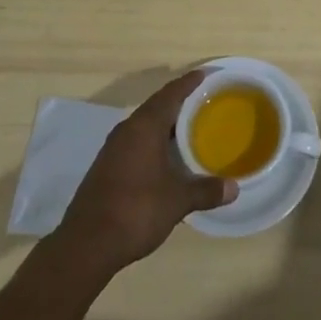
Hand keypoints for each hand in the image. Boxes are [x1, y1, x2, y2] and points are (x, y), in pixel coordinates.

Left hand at [55, 70, 236, 278]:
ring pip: (144, 125)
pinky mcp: (105, 167)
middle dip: (179, 102)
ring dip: (165, 124)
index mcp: (145, 127)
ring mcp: (113, 148)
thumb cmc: (136, 211)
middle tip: (203, 101)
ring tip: (189, 128)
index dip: (188, 83)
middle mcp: (127, 130)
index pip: (170, 94)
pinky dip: (153, 141)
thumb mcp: (177, 201)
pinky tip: (165, 157)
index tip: (205, 74)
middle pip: (156, 106)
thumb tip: (234, 188)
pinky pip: (135, 141)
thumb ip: (206, 191)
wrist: (86, 244)